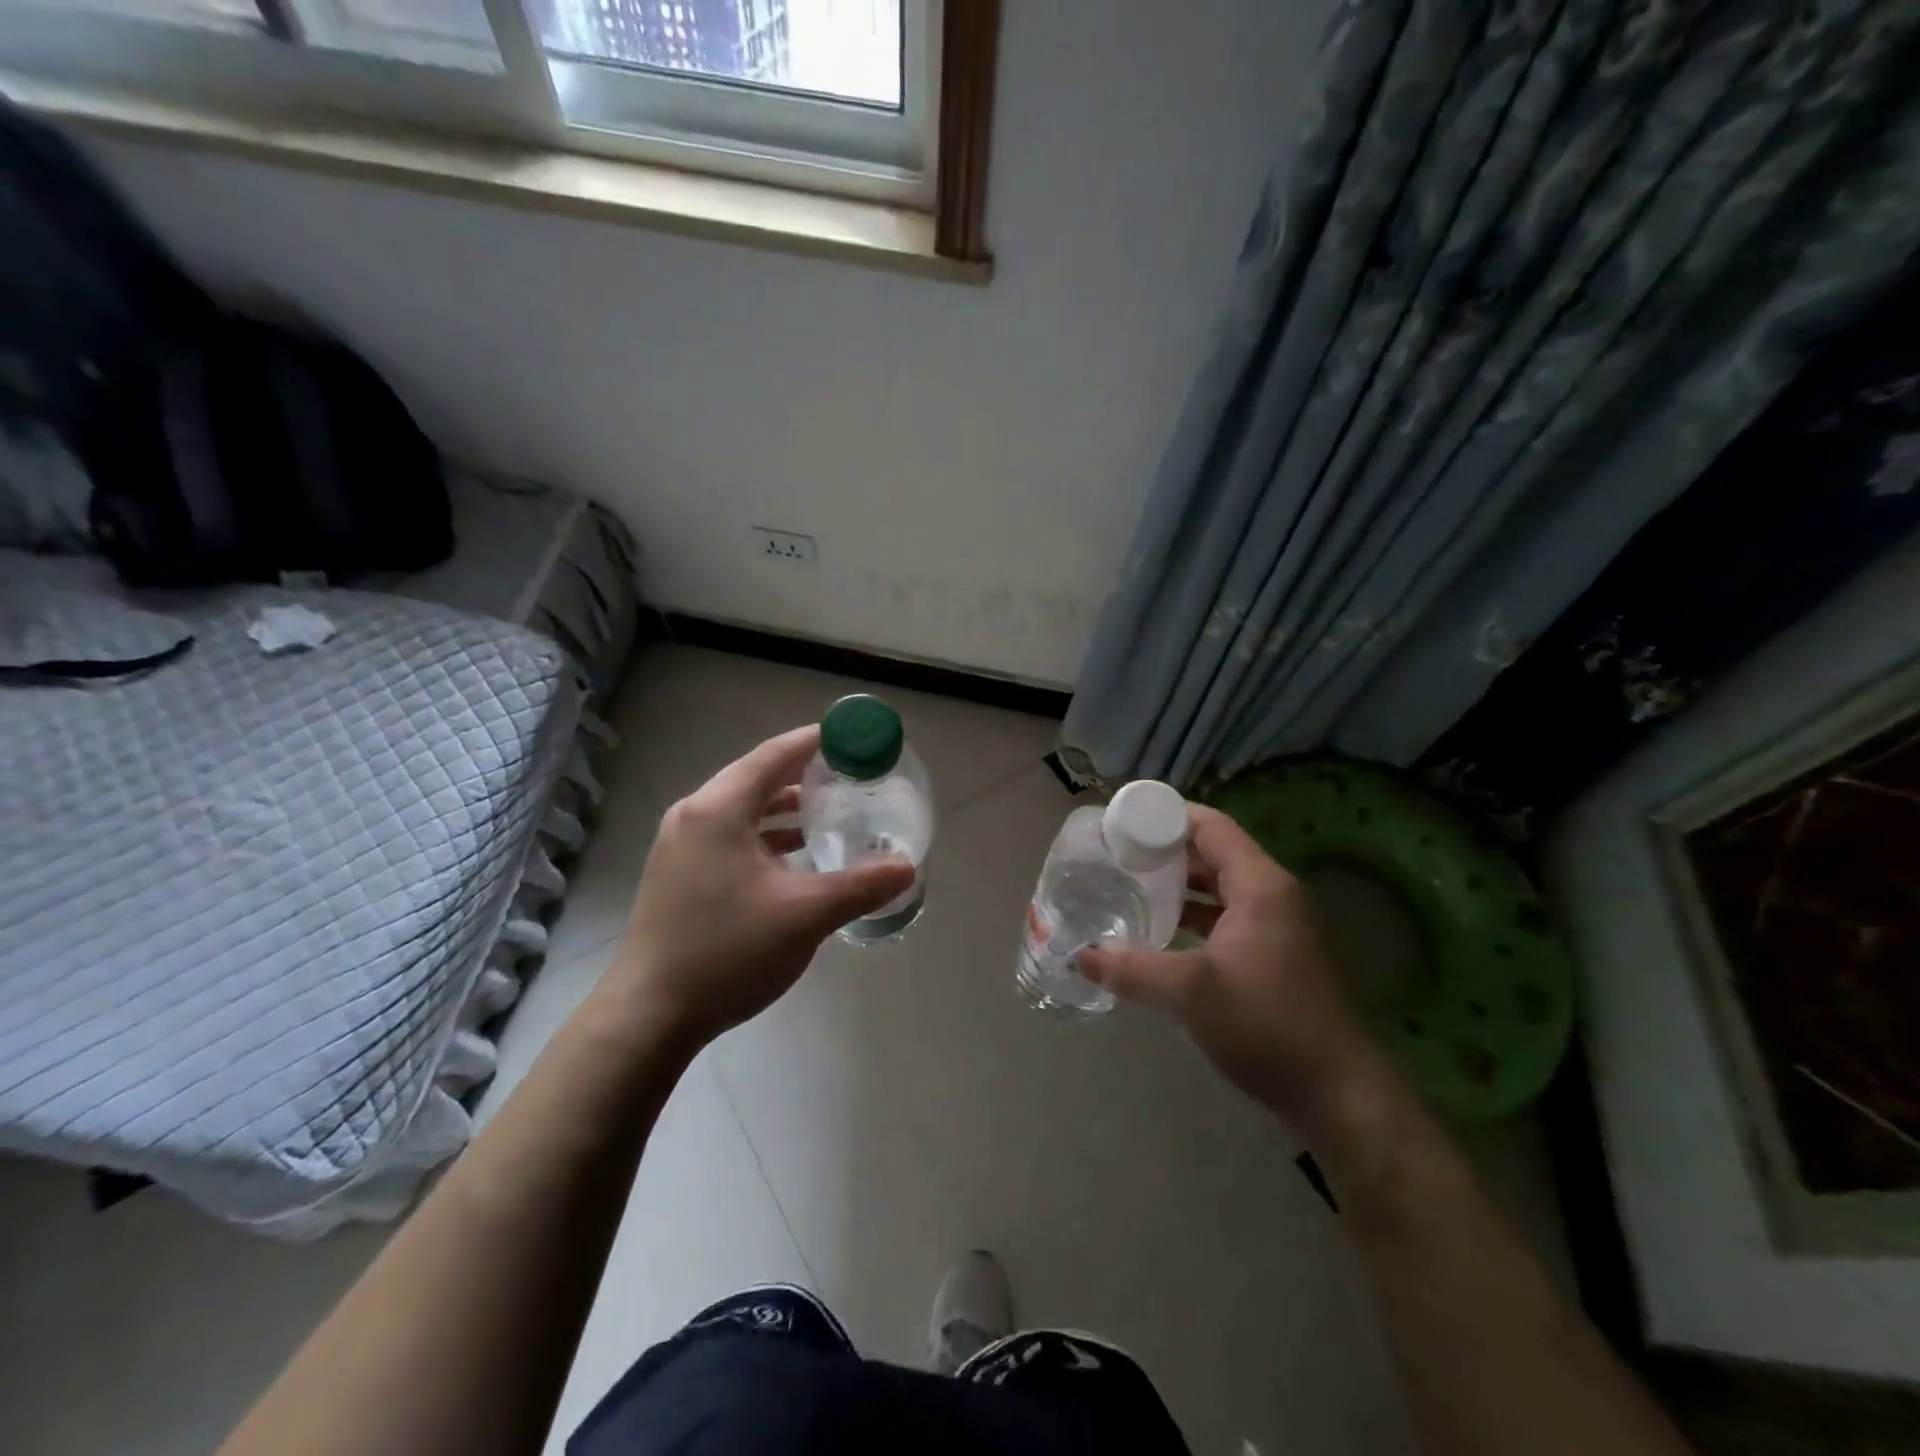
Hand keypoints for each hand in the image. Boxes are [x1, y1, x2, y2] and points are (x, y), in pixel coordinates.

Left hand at [606, 726, 915, 1047]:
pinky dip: (767, 837)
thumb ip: (860, 886)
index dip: (817, 742)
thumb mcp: (804, 915)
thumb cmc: (726, 952)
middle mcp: (695, 816)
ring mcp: (682, 846)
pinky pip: (732, 836)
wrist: (648, 1015)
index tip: (854, 738)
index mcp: (718, 810)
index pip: (775, 755)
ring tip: (831, 814)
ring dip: (786, 809)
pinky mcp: (680, 874)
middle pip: (758, 777)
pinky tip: (796, 858)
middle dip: (806, 774)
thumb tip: (907, 868)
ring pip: (744, 810)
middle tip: (852, 777)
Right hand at [1078, 804, 1386, 1136]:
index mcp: (1260, 885)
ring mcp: (1279, 926)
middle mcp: (1273, 895)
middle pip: (1214, 853)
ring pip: (1221, 888)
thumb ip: (1131, 969)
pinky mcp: (1277, 954)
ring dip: (1180, 886)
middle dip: (1166, 852)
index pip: (1210, 826)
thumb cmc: (1264, 1023)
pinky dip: (1196, 916)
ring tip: (1132, 887)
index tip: (1122, 822)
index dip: (1165, 817)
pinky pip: (1229, 917)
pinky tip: (1163, 932)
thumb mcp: (1189, 992)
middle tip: (1118, 855)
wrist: (1336, 1092)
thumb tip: (1081, 956)